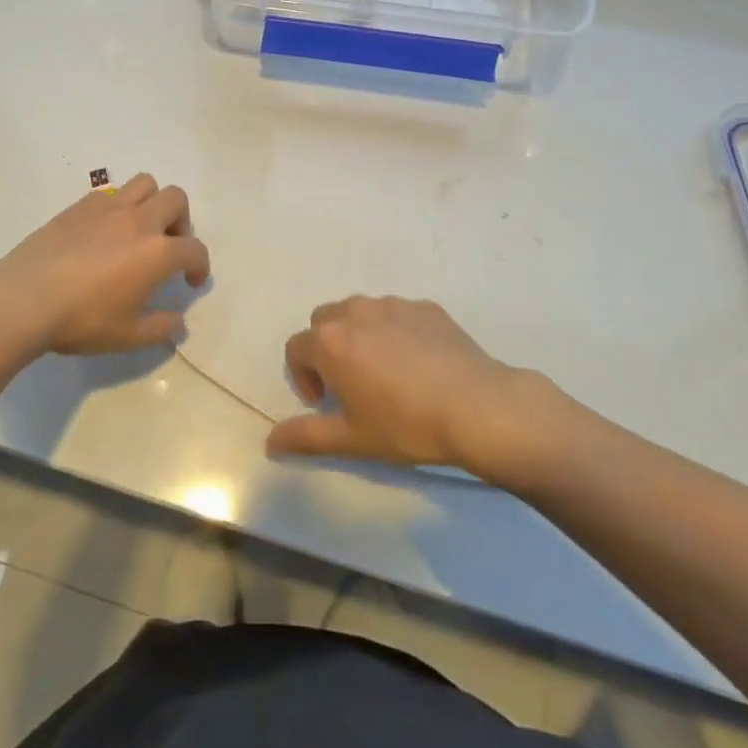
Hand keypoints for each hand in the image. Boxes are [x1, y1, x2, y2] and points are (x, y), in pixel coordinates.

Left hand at [0, 174, 210, 355]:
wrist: (25, 298)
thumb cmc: (82, 319)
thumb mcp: (128, 336)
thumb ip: (160, 327)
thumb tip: (178, 319)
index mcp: (158, 252)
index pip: (195, 249)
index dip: (200, 265)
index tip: (191, 281)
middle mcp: (139, 221)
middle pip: (176, 199)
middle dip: (181, 221)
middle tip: (168, 247)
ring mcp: (108, 208)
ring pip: (145, 183)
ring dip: (152, 202)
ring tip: (140, 229)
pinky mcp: (80, 206)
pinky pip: (111, 192)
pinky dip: (119, 205)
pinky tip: (105, 230)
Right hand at [266, 295, 567, 475]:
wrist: (478, 407)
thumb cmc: (406, 425)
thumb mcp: (352, 438)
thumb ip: (305, 436)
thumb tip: (269, 442)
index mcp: (330, 340)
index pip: (296, 348)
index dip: (303, 377)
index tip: (325, 403)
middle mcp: (355, 311)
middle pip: (324, 322)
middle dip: (326, 349)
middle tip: (349, 384)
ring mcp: (393, 304)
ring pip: (360, 313)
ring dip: (359, 336)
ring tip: (384, 372)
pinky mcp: (425, 307)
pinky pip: (396, 314)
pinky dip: (394, 331)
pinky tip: (418, 364)